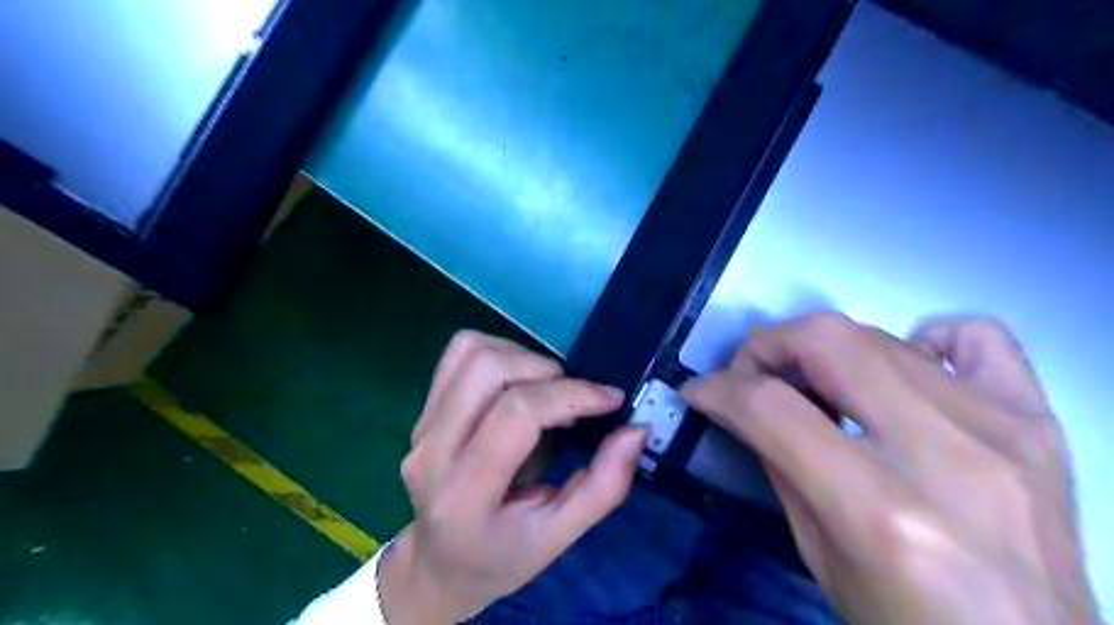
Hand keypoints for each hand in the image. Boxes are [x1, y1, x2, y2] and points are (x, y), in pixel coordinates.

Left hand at [381, 329, 648, 621]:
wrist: (438, 565)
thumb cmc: (501, 558)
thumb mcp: (560, 537)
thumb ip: (604, 486)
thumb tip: (636, 431)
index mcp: (465, 493)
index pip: (516, 414)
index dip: (571, 395)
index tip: (611, 398)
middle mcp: (433, 450)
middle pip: (489, 369)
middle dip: (547, 371)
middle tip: (574, 400)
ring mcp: (421, 425)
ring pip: (472, 352)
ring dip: (523, 357)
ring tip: (547, 390)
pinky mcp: (422, 410)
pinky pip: (460, 353)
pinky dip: (500, 353)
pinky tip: (519, 382)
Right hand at [685, 314, 1097, 624]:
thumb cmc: (907, 623)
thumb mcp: (816, 555)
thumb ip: (777, 464)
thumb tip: (740, 405)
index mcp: (881, 513)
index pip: (771, 408)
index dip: (718, 388)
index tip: (698, 391)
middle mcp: (946, 456)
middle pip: (827, 342)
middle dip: (765, 346)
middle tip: (750, 375)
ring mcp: (1004, 430)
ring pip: (881, 334)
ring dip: (822, 349)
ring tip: (814, 383)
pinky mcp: (1041, 422)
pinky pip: (977, 337)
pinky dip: (922, 340)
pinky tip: (903, 373)